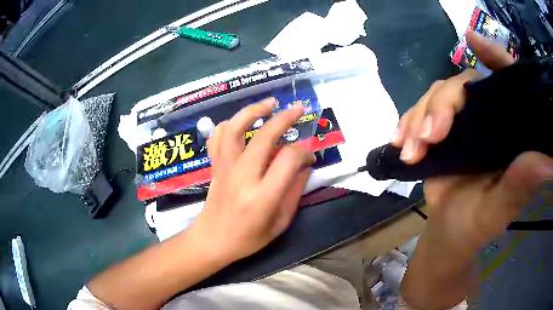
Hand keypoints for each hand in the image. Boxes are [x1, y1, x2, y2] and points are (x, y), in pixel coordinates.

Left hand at [188, 98, 315, 262]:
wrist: (213, 239)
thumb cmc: (249, 238)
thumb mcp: (280, 223)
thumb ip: (294, 192)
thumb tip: (305, 166)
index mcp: (263, 196)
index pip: (288, 160)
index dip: (304, 152)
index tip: (310, 156)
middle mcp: (243, 177)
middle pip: (264, 137)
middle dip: (284, 118)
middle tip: (299, 109)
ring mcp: (225, 169)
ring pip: (235, 129)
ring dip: (253, 111)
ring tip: (269, 103)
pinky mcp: (215, 166)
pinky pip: (217, 138)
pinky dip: (228, 125)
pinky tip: (241, 122)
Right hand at [393, 31, 552, 247]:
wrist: (447, 233)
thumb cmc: (475, 225)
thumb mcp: (499, 210)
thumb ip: (520, 185)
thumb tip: (548, 163)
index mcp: (509, 131)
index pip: (508, 81)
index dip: (494, 57)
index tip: (473, 41)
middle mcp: (487, 118)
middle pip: (462, 84)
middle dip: (441, 105)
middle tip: (429, 139)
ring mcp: (462, 122)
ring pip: (436, 96)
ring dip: (418, 119)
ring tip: (409, 151)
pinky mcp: (440, 130)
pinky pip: (419, 112)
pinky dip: (406, 124)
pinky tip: (399, 142)